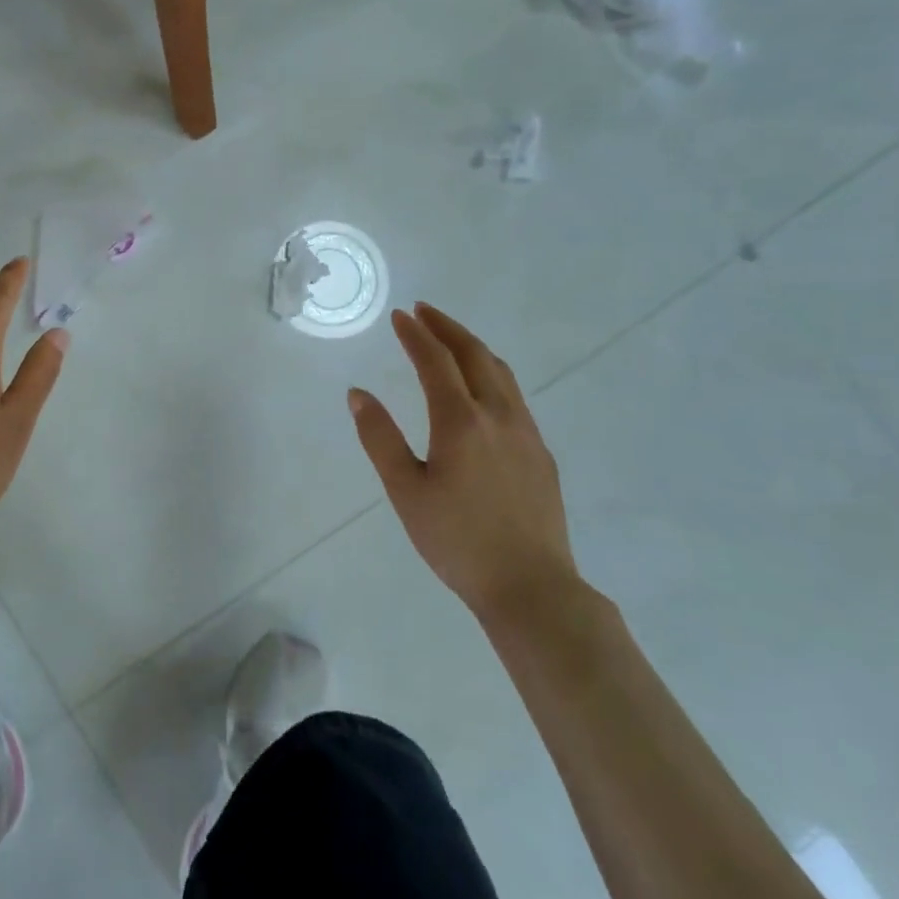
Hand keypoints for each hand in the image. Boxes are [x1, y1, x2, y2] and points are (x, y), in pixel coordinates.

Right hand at [347, 304, 578, 619]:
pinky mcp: (541, 453)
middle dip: (447, 328)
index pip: (436, 361)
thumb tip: (357, 394)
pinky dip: (491, 374)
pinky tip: (482, 389)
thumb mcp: (405, 491)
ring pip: (501, 372)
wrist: (531, 586)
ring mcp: (526, 433)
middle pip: (474, 355)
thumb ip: (379, 438)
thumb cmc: (457, 540)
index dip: (416, 335)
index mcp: (461, 421)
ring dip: (473, 347)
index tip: (400, 315)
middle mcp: (499, 415)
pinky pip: (514, 396)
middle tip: (424, 311)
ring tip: (451, 339)